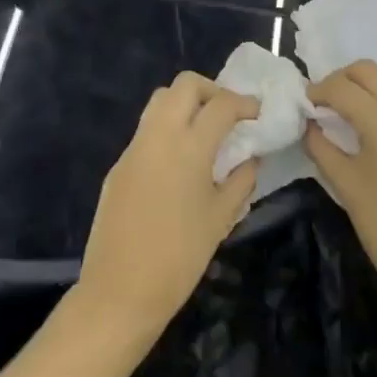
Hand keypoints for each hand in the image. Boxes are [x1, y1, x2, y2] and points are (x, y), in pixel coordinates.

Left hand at [77, 73, 259, 340]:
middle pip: (185, 85)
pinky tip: (179, 161)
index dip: (244, 103)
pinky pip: (147, 129)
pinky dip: (167, 128)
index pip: (221, 104)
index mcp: (189, 147)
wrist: (119, 292)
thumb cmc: (179, 258)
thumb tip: (251, 157)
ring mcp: (135, 147)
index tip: (257, 113)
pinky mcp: (119, 163)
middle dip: (212, 90)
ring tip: (204, 131)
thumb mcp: (221, 219)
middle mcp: (159, 135)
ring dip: (186, 103)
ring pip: (160, 99)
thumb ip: (241, 180)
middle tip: (228, 114)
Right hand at [305, 60, 376, 313]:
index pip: (342, 88)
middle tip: (320, 103)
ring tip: (338, 112)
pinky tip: (361, 125)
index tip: (301, 105)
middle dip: (340, 79)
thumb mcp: (345, 186)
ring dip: (360, 86)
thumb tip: (309, 124)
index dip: (317, 91)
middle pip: (368, 71)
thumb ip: (321, 147)